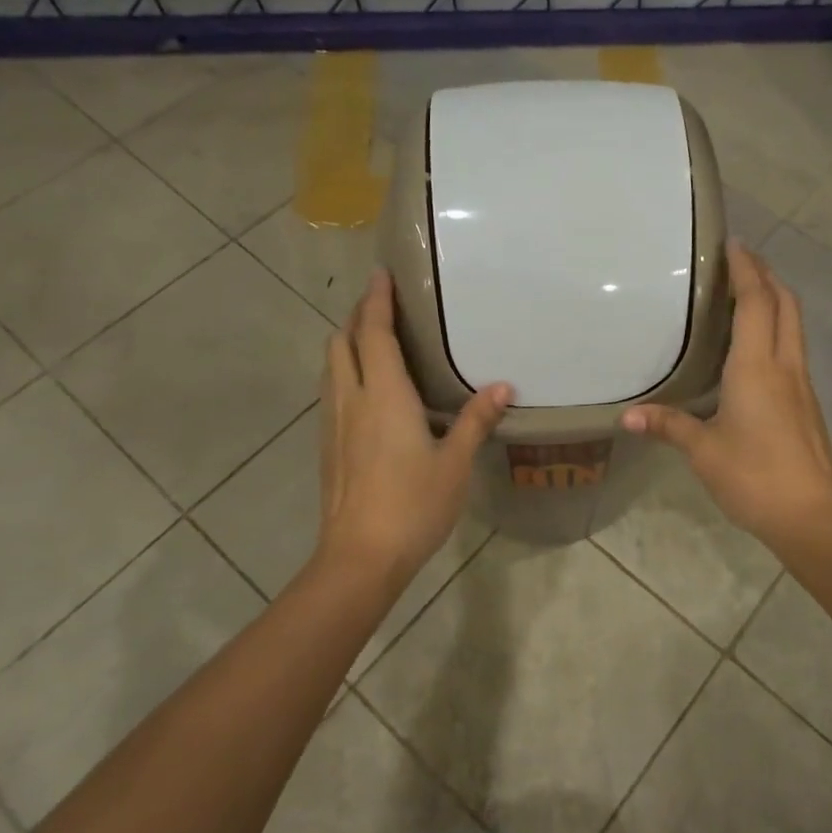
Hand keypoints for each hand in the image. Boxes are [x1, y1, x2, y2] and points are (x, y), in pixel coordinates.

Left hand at [315, 270, 512, 589]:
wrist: (359, 558)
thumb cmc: (413, 505)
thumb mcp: (455, 463)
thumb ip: (476, 420)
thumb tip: (503, 386)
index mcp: (384, 395)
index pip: (374, 332)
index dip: (376, 300)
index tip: (382, 274)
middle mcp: (351, 399)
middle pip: (341, 341)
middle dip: (358, 316)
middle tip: (383, 306)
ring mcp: (334, 424)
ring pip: (331, 367)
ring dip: (348, 344)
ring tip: (375, 341)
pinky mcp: (327, 446)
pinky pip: (332, 392)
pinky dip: (346, 373)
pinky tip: (369, 392)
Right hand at [621, 241, 831, 554]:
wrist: (812, 516)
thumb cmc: (754, 476)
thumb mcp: (703, 451)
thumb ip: (668, 426)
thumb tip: (627, 417)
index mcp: (757, 367)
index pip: (756, 302)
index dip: (747, 269)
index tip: (733, 244)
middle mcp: (785, 365)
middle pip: (785, 303)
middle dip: (766, 274)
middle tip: (740, 260)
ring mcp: (801, 383)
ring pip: (794, 325)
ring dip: (775, 300)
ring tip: (747, 293)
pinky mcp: (806, 402)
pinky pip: (793, 348)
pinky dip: (777, 328)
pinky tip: (756, 346)